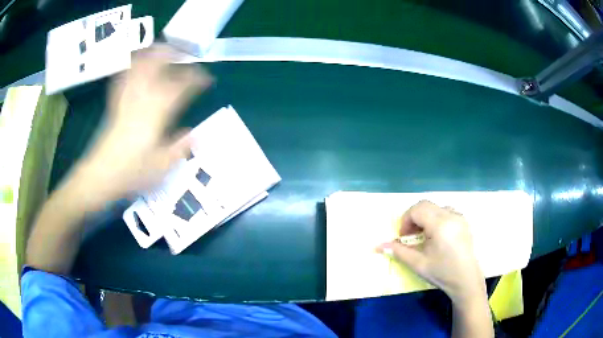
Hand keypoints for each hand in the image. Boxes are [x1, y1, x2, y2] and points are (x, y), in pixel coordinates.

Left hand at [77, 44, 211, 206]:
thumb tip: (195, 135)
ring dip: (153, 54)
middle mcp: (142, 98)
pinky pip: (122, 77)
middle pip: (158, 66)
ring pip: (140, 66)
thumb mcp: (161, 166)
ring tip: (163, 50)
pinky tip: (135, 62)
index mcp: (157, 114)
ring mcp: (126, 98)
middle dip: (174, 55)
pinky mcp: (115, 103)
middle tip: (184, 55)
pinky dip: (130, 66)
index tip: (207, 78)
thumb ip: (180, 148)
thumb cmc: (131, 173)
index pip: (181, 87)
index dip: (197, 79)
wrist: (100, 175)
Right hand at [376, 200, 485, 304]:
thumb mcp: (417, 264)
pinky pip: (445, 212)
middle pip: (426, 205)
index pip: (417, 209)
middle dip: (413, 217)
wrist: (466, 279)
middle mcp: (451, 215)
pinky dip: (436, 218)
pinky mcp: (464, 221)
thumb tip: (379, 246)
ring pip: (435, 207)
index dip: (406, 220)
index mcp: (440, 224)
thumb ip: (398, 251)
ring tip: (423, 236)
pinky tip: (436, 236)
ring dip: (425, 217)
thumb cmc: (441, 272)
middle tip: (410, 235)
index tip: (403, 237)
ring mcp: (459, 217)